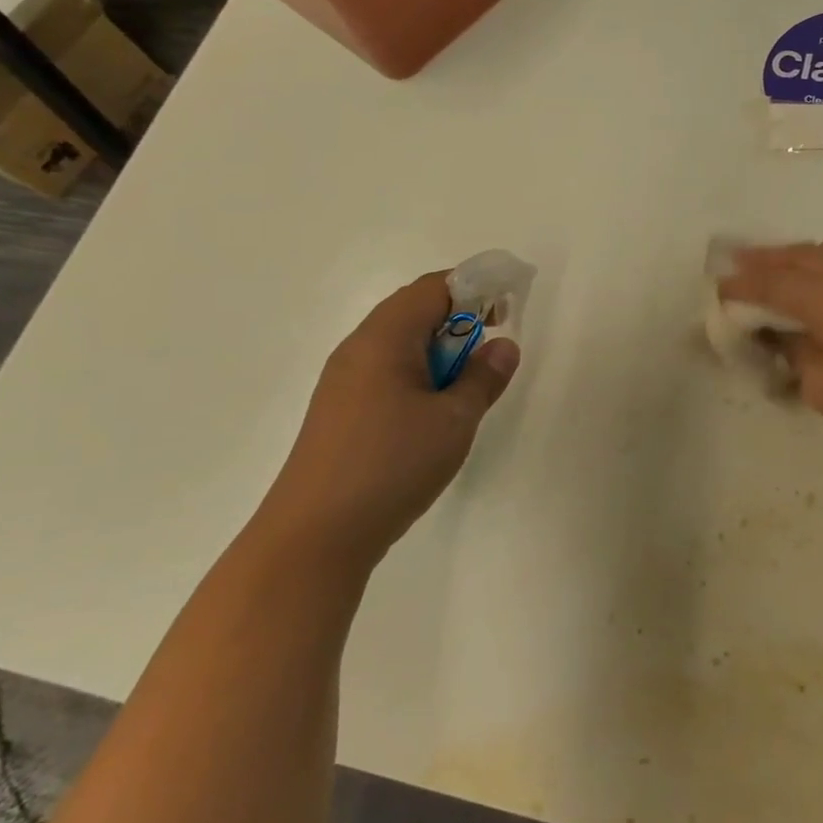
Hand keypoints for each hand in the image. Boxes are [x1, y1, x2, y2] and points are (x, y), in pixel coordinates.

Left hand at [257, 271, 519, 569]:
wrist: (315, 535)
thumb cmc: (392, 465)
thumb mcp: (454, 419)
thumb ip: (483, 377)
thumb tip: (502, 346)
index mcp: (384, 338)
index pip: (433, 288)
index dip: (474, 288)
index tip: (507, 310)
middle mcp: (358, 349)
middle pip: (413, 310)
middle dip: (458, 318)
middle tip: (492, 345)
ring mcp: (343, 381)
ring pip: (399, 344)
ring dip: (439, 350)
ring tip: (467, 382)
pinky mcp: (339, 411)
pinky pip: (385, 372)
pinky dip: (419, 374)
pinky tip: (434, 411)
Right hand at [719, 224, 822, 466]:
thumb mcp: (820, 384)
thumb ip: (790, 346)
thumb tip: (769, 327)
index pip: (776, 284)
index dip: (743, 285)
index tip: (719, 286)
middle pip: (801, 256)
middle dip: (765, 261)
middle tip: (736, 265)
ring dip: (806, 252)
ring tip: (789, 270)